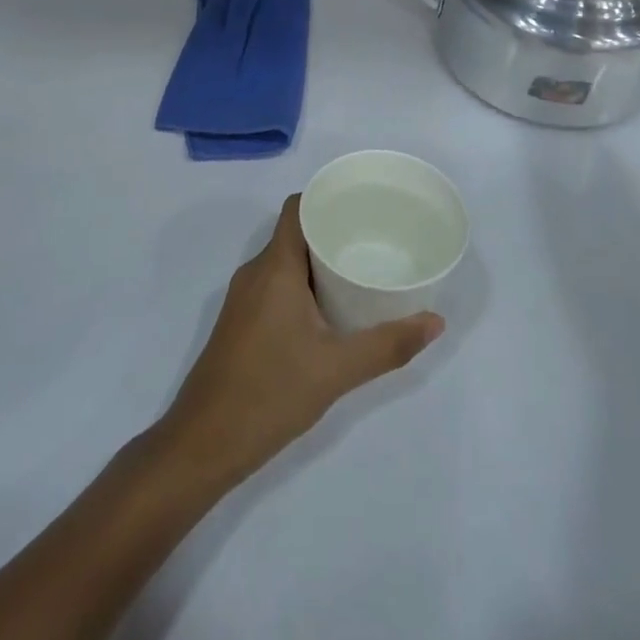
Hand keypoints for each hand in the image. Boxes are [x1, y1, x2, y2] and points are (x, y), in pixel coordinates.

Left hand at [157, 197, 443, 487]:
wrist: (204, 441)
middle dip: (332, 231)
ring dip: (318, 261)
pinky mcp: (240, 322)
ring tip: (359, 269)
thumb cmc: (270, 392)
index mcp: (274, 267)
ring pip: (284, 262)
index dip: (326, 198)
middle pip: (294, 233)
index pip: (296, 208)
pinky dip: (302, 284)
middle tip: (374, 239)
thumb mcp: (337, 370)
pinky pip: (275, 284)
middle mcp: (255, 272)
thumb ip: (388, 345)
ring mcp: (243, 298)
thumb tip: (435, 321)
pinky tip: (330, 308)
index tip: (362, 204)